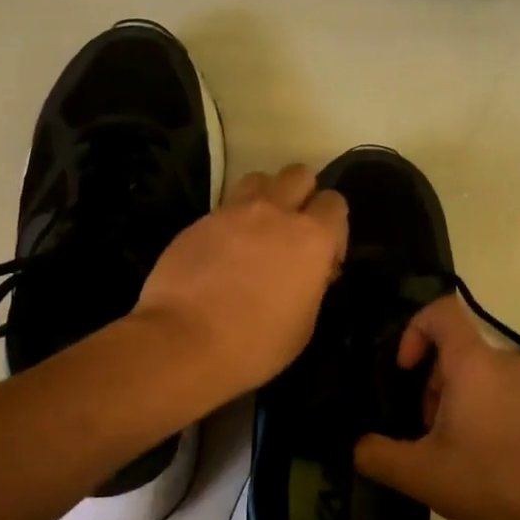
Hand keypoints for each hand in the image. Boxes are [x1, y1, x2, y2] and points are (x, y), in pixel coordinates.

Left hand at [132, 165, 347, 405]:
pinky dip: (231, 222)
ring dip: (266, 198)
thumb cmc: (255, 344)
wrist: (184, 342)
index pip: (335, 204)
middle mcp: (275, 212)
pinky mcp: (198, 221)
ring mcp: (232, 212)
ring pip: (259, 179)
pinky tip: (222, 253)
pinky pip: (224, 207)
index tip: (323, 258)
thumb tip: (309, 271)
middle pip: (299, 175)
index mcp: (311, 238)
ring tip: (257, 232)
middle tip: (292, 234)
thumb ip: (312, 285)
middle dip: (302, 196)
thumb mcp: (304, 324)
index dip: (333, 228)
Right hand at [354, 296, 519, 519]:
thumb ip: (374, 454)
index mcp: (475, 364)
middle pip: (455, 351)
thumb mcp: (419, 474)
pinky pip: (504, 395)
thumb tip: (357, 445)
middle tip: (423, 432)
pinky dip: (482, 414)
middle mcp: (507, 364)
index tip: (404, 372)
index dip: (413, 331)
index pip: (441, 312)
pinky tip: (483, 462)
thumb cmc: (490, 485)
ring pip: (479, 376)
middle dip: (429, 385)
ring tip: (450, 453)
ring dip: (454, 402)